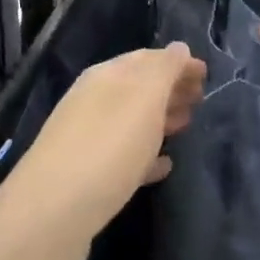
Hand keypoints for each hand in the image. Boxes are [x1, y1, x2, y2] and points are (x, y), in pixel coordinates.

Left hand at [0, 43, 205, 240]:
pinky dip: (145, 155)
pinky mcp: (86, 176)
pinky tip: (163, 167)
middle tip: (200, 100)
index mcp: (105, 77)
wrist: (53, 211)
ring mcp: (86, 138)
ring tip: (185, 127)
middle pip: (137, 88)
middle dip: (169, 89)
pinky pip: (123, 156)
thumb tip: (178, 48)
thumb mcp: (143, 98)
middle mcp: (92, 101)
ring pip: (130, 121)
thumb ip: (163, 70)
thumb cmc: (107, 147)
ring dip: (159, 119)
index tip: (207, 74)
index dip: (177, 63)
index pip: (146, 59)